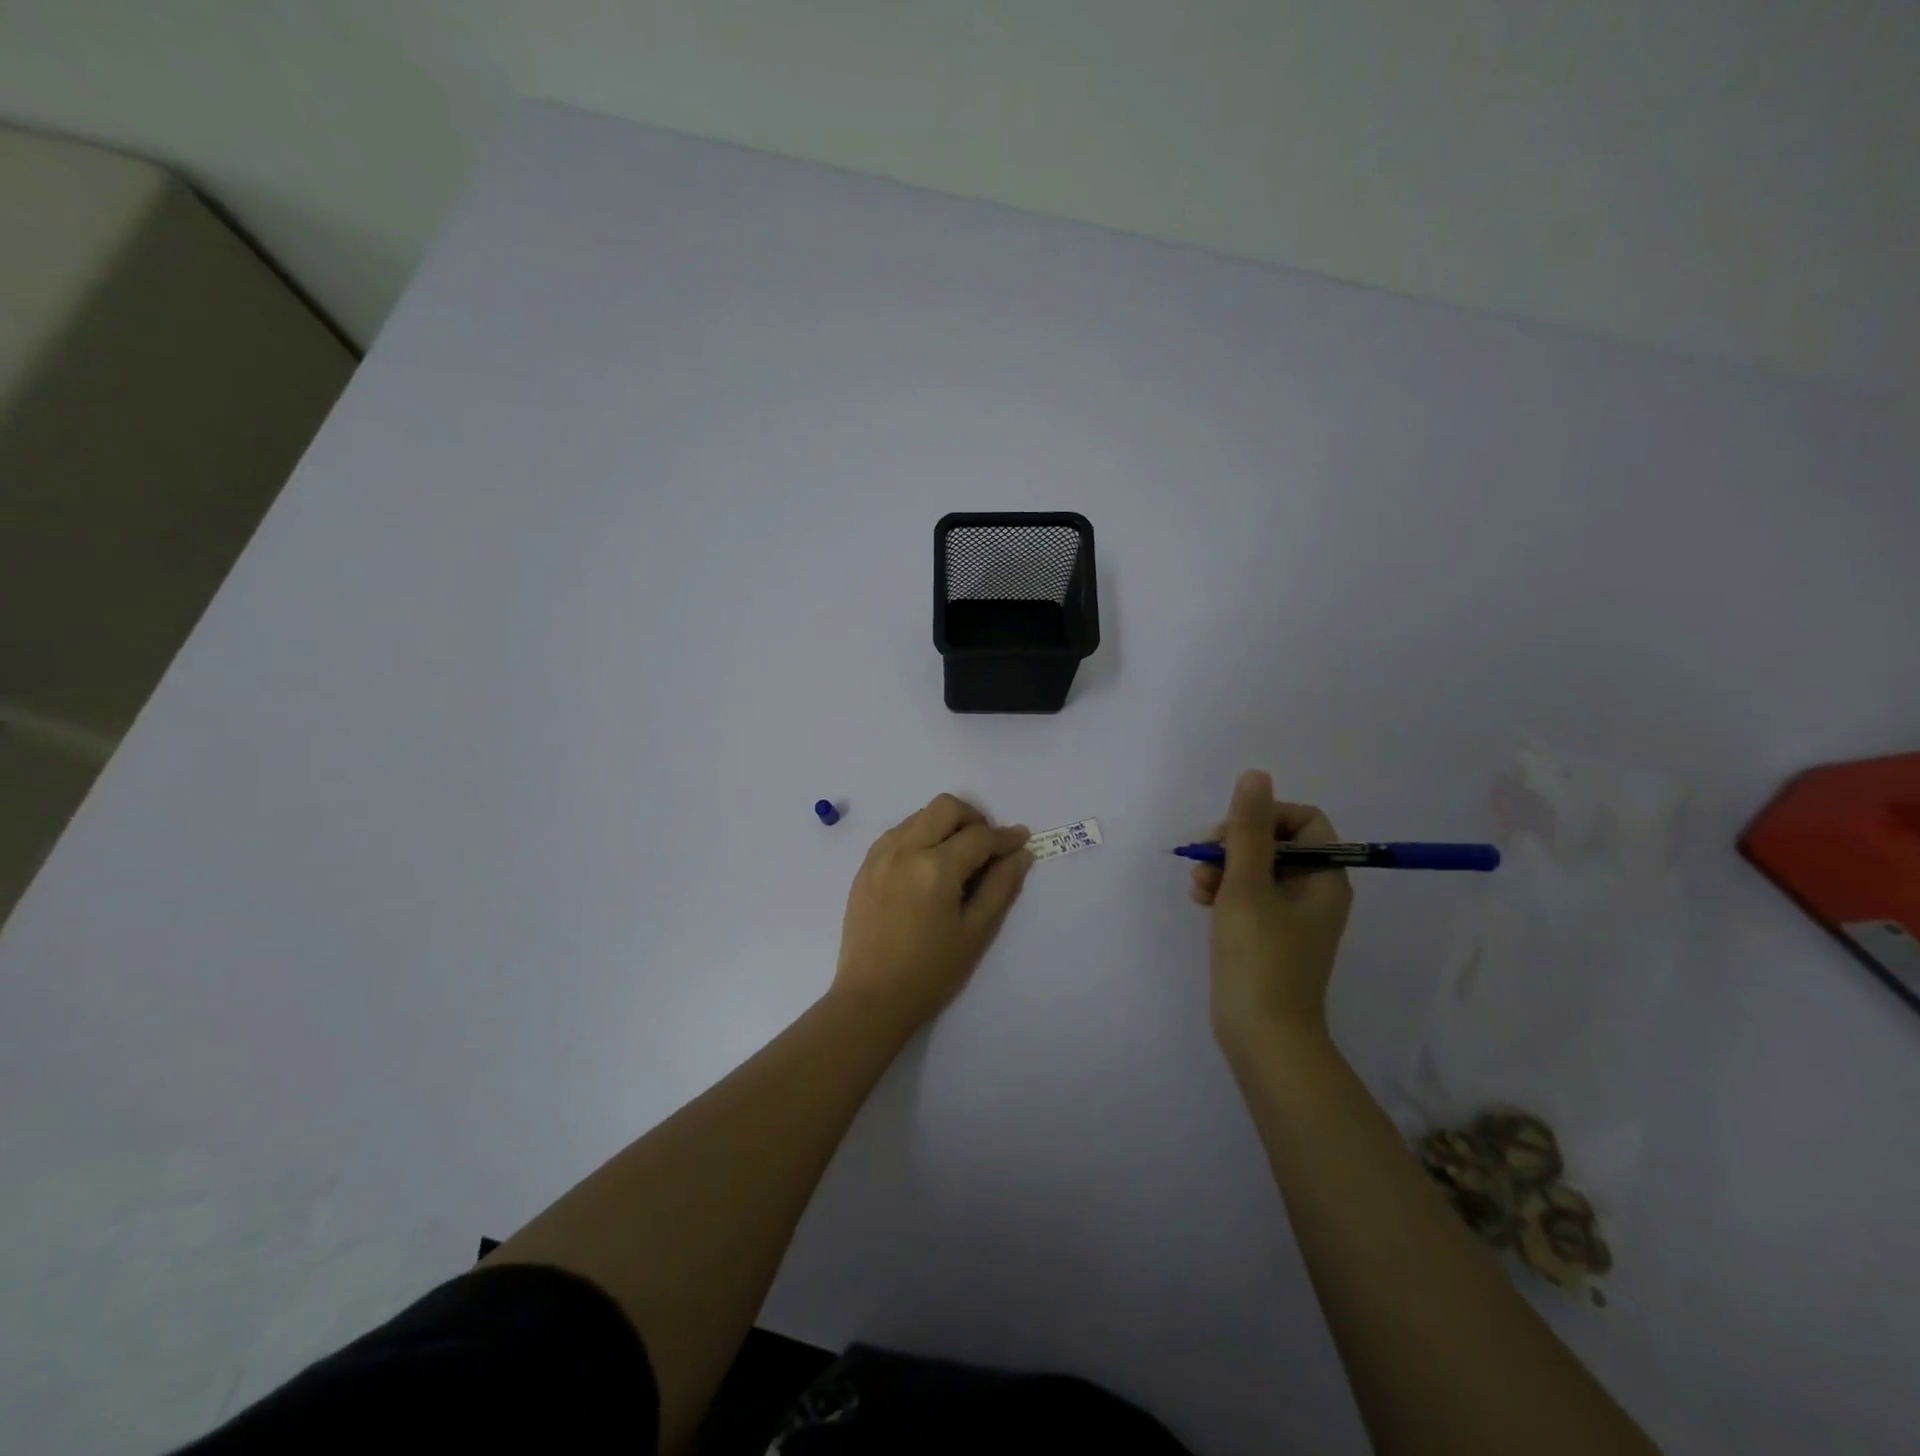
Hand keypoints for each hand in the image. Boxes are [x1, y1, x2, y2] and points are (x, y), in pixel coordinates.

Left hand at [833, 794, 1033, 1028]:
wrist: (872, 998)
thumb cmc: (931, 972)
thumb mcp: (976, 932)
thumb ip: (1001, 887)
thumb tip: (1021, 853)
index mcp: (936, 868)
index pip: (979, 836)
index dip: (1005, 837)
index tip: (1021, 841)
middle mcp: (905, 849)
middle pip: (946, 807)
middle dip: (974, 818)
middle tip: (987, 846)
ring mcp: (880, 855)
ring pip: (920, 815)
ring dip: (945, 825)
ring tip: (957, 857)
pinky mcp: (865, 866)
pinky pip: (897, 832)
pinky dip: (919, 835)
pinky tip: (927, 865)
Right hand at [1189, 770, 1352, 1051]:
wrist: (1263, 1036)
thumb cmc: (1259, 956)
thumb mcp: (1247, 885)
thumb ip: (1248, 828)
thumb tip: (1255, 775)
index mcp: (1325, 877)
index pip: (1303, 821)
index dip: (1265, 817)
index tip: (1232, 836)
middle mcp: (1315, 892)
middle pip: (1276, 842)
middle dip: (1234, 844)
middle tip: (1205, 861)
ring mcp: (1292, 916)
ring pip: (1256, 868)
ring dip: (1223, 867)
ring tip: (1197, 887)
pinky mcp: (1270, 935)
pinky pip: (1248, 895)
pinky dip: (1224, 891)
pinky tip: (1200, 900)